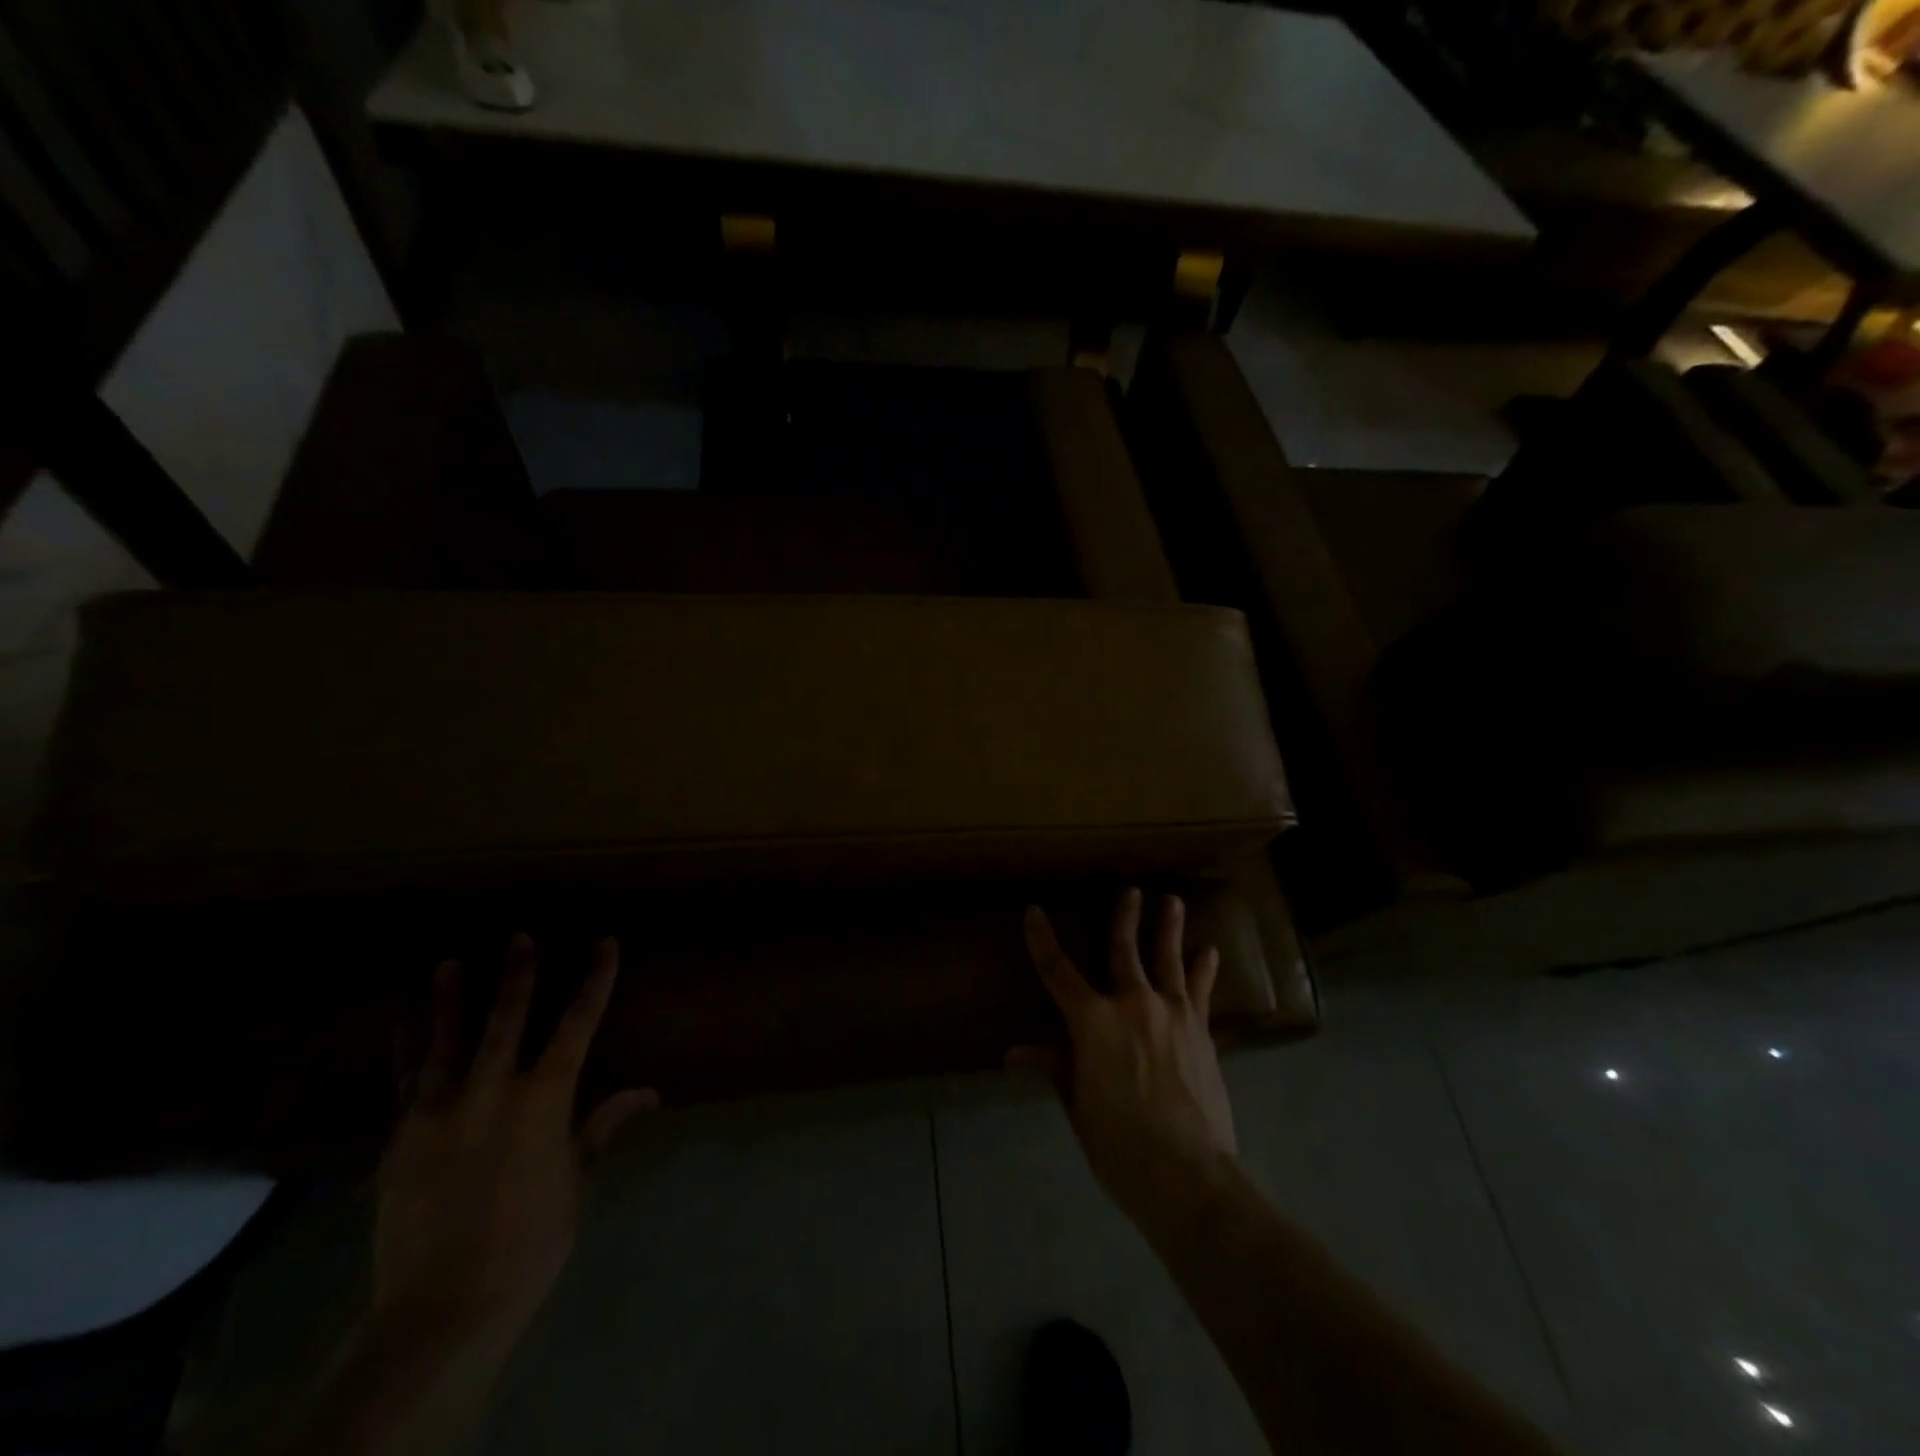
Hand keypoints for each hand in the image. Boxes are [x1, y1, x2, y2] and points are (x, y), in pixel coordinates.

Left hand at [374, 934, 657, 1346]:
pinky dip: (406, 1048)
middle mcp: (492, 1092)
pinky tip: (403, 1022)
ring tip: (448, 962)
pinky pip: (404, 1081)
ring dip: (449, 999)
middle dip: (518, 975)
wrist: (446, 1306)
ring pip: (446, 1041)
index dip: (594, 980)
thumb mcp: (578, 1178)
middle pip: (507, 1019)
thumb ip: (602, 1124)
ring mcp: (439, 1112)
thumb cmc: (534, 1238)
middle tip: (518, 936)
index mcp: (544, 1099)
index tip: (604, 944)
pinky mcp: (401, 1138)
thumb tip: (648, 1091)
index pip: (578, 1024)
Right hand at [1015, 888, 1237, 1223]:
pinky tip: (1209, 953)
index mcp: (1092, 1021)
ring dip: (1168, 928)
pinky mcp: (1201, 1031)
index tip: (1034, 911)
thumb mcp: (1077, 1105)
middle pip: (1123, 949)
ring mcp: (1172, 1013)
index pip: (1058, 971)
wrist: (1188, 1175)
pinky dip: (1203, 969)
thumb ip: (1054, 1066)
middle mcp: (1132, 1003)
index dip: (1042, 939)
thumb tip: (1014, 1053)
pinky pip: (1200, 991)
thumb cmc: (1119, 1145)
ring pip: (1167, 959)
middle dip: (1125, 917)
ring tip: (1172, 901)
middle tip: (1131, 890)